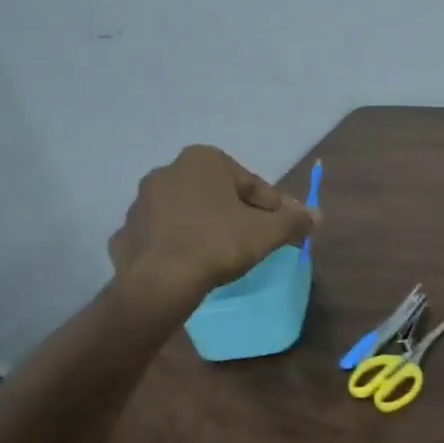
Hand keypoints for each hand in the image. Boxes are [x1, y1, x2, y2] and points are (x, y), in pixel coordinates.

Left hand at [109, 145, 316, 306]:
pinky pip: (164, 234)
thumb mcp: (266, 232)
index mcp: (203, 159)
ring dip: (207, 227)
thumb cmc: (217, 244)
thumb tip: (317, 215)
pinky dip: (180, 244)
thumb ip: (294, 220)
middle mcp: (168, 170)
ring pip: (189, 213)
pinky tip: (192, 264)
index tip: (284, 229)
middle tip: (255, 241)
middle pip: (219, 195)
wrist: (158, 283)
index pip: (251, 184)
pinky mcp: (127, 231)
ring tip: (223, 255)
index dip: (273, 208)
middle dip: (238, 214)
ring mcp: (142, 202)